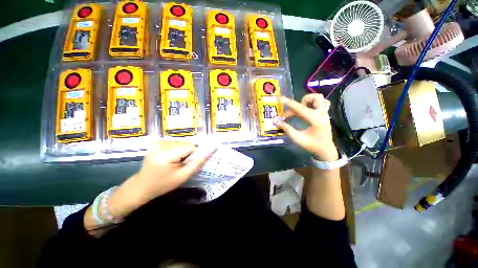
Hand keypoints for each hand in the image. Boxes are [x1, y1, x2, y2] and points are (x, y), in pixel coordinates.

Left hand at [107, 141, 215, 218]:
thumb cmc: (163, 184)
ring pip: (182, 143)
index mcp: (166, 154)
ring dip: (184, 151)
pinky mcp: (157, 143)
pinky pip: (175, 143)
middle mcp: (162, 145)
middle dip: (190, 153)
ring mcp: (158, 143)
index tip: (194, 162)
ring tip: (178, 162)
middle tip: (184, 164)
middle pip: (186, 144)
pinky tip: (173, 158)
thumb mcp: (183, 176)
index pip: (191, 147)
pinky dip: (178, 149)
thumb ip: (197, 164)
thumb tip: (210, 152)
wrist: (141, 186)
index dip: (196, 154)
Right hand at [274, 94, 337, 160]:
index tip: (280, 98)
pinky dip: (314, 103)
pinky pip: (323, 103)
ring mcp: (325, 113)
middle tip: (293, 111)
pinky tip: (308, 110)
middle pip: (314, 98)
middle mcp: (322, 114)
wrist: (325, 150)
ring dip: (308, 101)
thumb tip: (276, 121)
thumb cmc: (312, 145)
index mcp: (315, 120)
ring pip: (319, 98)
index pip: (299, 108)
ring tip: (300, 109)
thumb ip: (287, 129)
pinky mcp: (326, 114)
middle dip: (301, 102)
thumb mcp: (298, 139)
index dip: (288, 103)